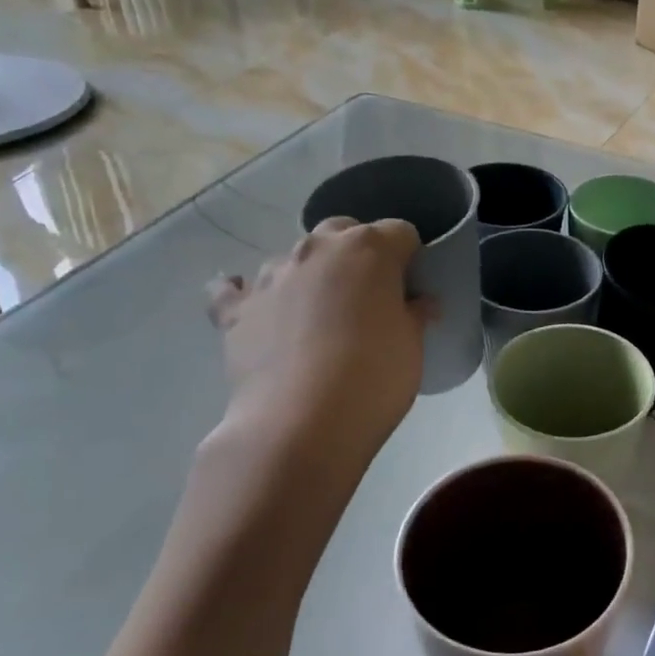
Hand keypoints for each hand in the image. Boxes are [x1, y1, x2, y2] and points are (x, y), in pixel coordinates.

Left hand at [206, 218, 425, 460]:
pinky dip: (246, 293)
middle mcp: (317, 249)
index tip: (413, 285)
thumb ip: (415, 314)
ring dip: (311, 275)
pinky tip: (256, 309)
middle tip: (371, 297)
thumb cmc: (374, 377)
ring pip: (296, 258)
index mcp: (369, 249)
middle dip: (359, 253)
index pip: (400, 232)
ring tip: (320, 316)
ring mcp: (271, 275)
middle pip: (344, 231)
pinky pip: (234, 289)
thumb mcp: (413, 346)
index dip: (411, 256)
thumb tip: (420, 303)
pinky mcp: (235, 309)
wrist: (301, 424)